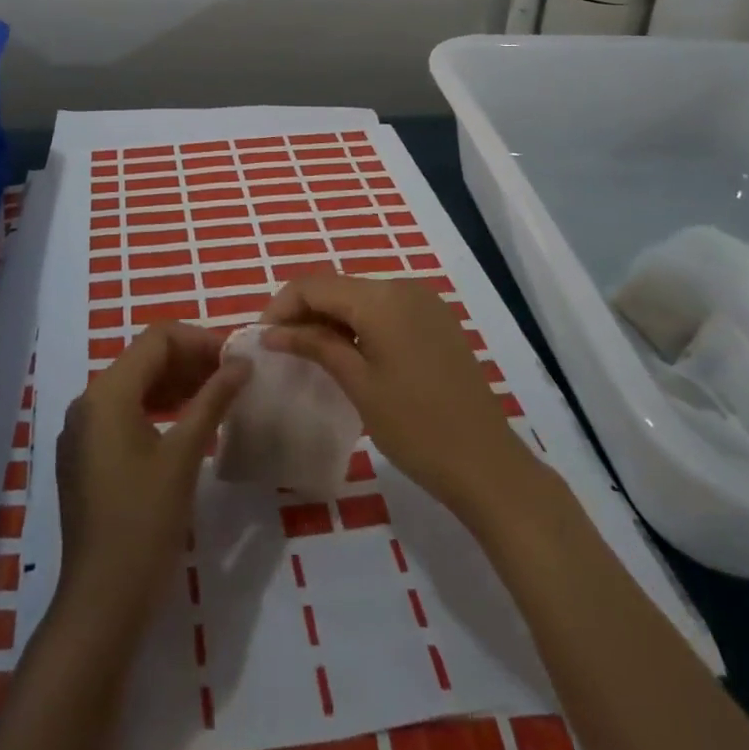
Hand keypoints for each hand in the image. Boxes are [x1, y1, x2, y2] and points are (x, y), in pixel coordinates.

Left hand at [54, 322, 250, 626]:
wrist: (101, 603)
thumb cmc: (145, 522)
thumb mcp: (184, 456)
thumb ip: (212, 400)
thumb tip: (241, 364)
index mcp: (107, 392)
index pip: (157, 339)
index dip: (199, 340)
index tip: (235, 359)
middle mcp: (88, 401)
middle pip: (144, 358)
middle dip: (190, 360)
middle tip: (232, 376)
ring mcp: (83, 430)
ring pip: (135, 384)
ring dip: (176, 382)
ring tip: (217, 395)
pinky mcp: (86, 455)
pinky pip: (124, 412)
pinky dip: (157, 406)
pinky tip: (187, 422)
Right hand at [262, 275, 532, 515]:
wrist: (487, 464)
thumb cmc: (416, 427)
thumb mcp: (358, 385)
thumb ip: (315, 346)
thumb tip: (272, 332)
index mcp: (381, 297)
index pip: (315, 285)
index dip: (282, 306)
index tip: (261, 338)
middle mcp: (402, 286)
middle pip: (338, 287)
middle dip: (305, 311)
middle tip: (280, 347)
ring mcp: (423, 301)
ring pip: (361, 297)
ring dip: (331, 317)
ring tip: (307, 351)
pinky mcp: (436, 320)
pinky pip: (385, 309)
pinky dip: (359, 323)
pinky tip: (347, 352)